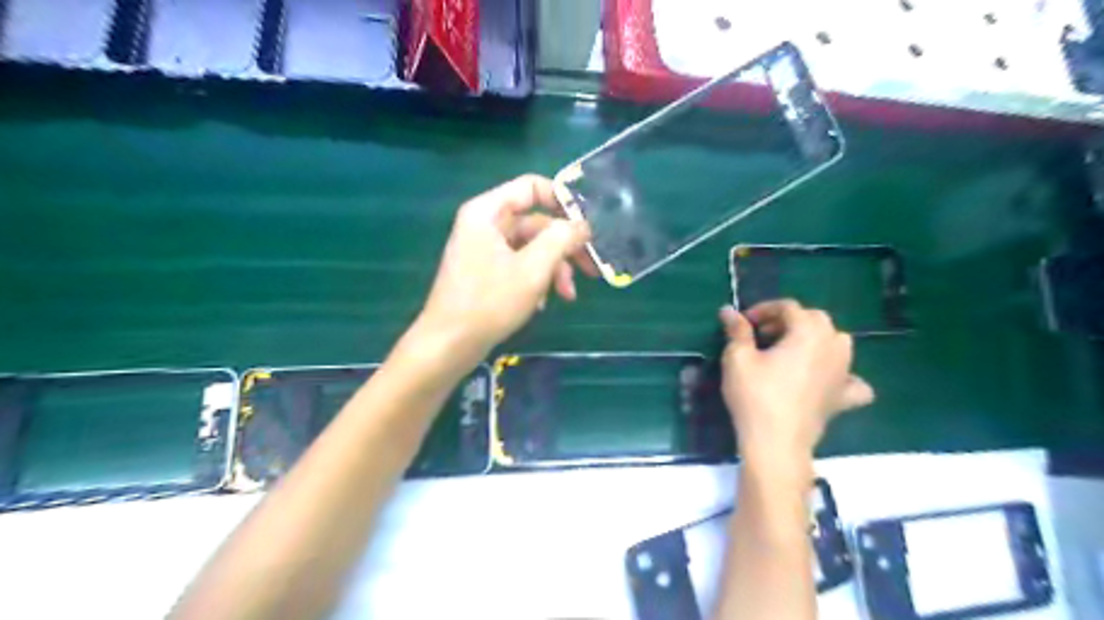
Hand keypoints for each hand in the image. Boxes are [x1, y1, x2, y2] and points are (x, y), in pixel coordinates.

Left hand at [414, 176, 594, 367]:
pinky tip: (541, 304)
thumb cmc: (490, 302)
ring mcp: (484, 250)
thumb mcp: (533, 269)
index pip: (531, 187)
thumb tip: (582, 225)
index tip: (587, 225)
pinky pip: (518, 265)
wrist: (449, 344)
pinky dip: (535, 280)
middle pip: (535, 223)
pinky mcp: (485, 272)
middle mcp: (484, 224)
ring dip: (553, 269)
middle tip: (591, 269)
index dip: (562, 201)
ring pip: (530, 248)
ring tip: (567, 295)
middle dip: (564, 247)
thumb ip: (561, 239)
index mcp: (488, 212)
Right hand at [722, 300, 875, 463]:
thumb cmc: (755, 395)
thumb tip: (728, 310)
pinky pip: (851, 380)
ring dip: (815, 339)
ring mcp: (844, 372)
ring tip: (791, 351)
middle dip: (788, 321)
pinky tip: (826, 381)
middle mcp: (833, 345)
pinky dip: (841, 375)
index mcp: (808, 332)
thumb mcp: (738, 358)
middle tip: (762, 336)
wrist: (776, 443)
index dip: (763, 310)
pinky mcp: (844, 397)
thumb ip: (737, 330)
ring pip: (837, 343)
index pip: (788, 307)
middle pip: (815, 320)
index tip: (744, 323)